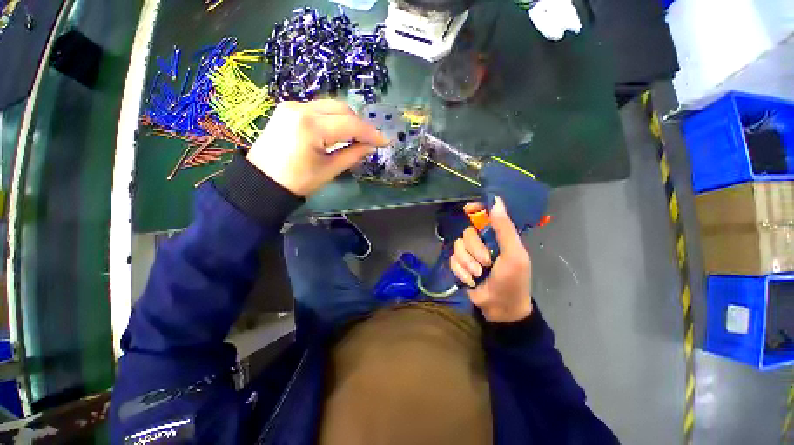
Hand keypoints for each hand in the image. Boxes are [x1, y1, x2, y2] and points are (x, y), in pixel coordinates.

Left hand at [247, 100, 387, 195]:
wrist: (262, 181)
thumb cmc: (298, 181)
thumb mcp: (329, 170)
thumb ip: (353, 154)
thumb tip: (370, 146)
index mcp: (311, 126)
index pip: (350, 124)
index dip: (371, 133)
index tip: (385, 141)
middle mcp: (301, 108)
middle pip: (341, 108)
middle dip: (360, 124)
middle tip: (370, 140)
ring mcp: (292, 106)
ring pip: (331, 106)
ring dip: (347, 120)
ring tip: (357, 137)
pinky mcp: (288, 109)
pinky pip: (319, 109)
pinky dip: (333, 119)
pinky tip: (338, 131)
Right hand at [450, 197, 532, 321]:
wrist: (500, 308)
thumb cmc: (513, 281)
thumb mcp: (514, 255)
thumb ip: (505, 229)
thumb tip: (496, 201)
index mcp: (497, 237)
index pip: (484, 216)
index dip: (476, 209)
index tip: (467, 209)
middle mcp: (482, 242)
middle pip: (468, 233)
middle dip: (475, 250)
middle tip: (486, 263)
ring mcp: (470, 254)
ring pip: (458, 246)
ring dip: (468, 263)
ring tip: (478, 275)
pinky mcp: (460, 265)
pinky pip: (452, 260)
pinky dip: (461, 271)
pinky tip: (470, 281)